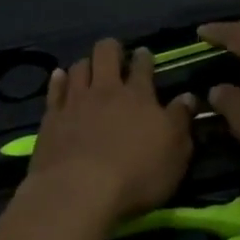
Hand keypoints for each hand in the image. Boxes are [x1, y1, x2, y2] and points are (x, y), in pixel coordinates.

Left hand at [23, 39, 195, 222]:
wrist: (80, 191)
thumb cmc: (136, 173)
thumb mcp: (175, 152)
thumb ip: (180, 121)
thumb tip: (188, 97)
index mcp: (138, 96)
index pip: (142, 66)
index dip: (144, 58)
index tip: (144, 54)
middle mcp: (106, 91)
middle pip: (106, 54)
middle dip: (111, 49)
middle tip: (115, 55)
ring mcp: (75, 102)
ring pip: (79, 67)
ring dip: (86, 64)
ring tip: (89, 68)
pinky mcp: (52, 118)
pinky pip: (54, 90)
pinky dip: (58, 80)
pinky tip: (60, 76)